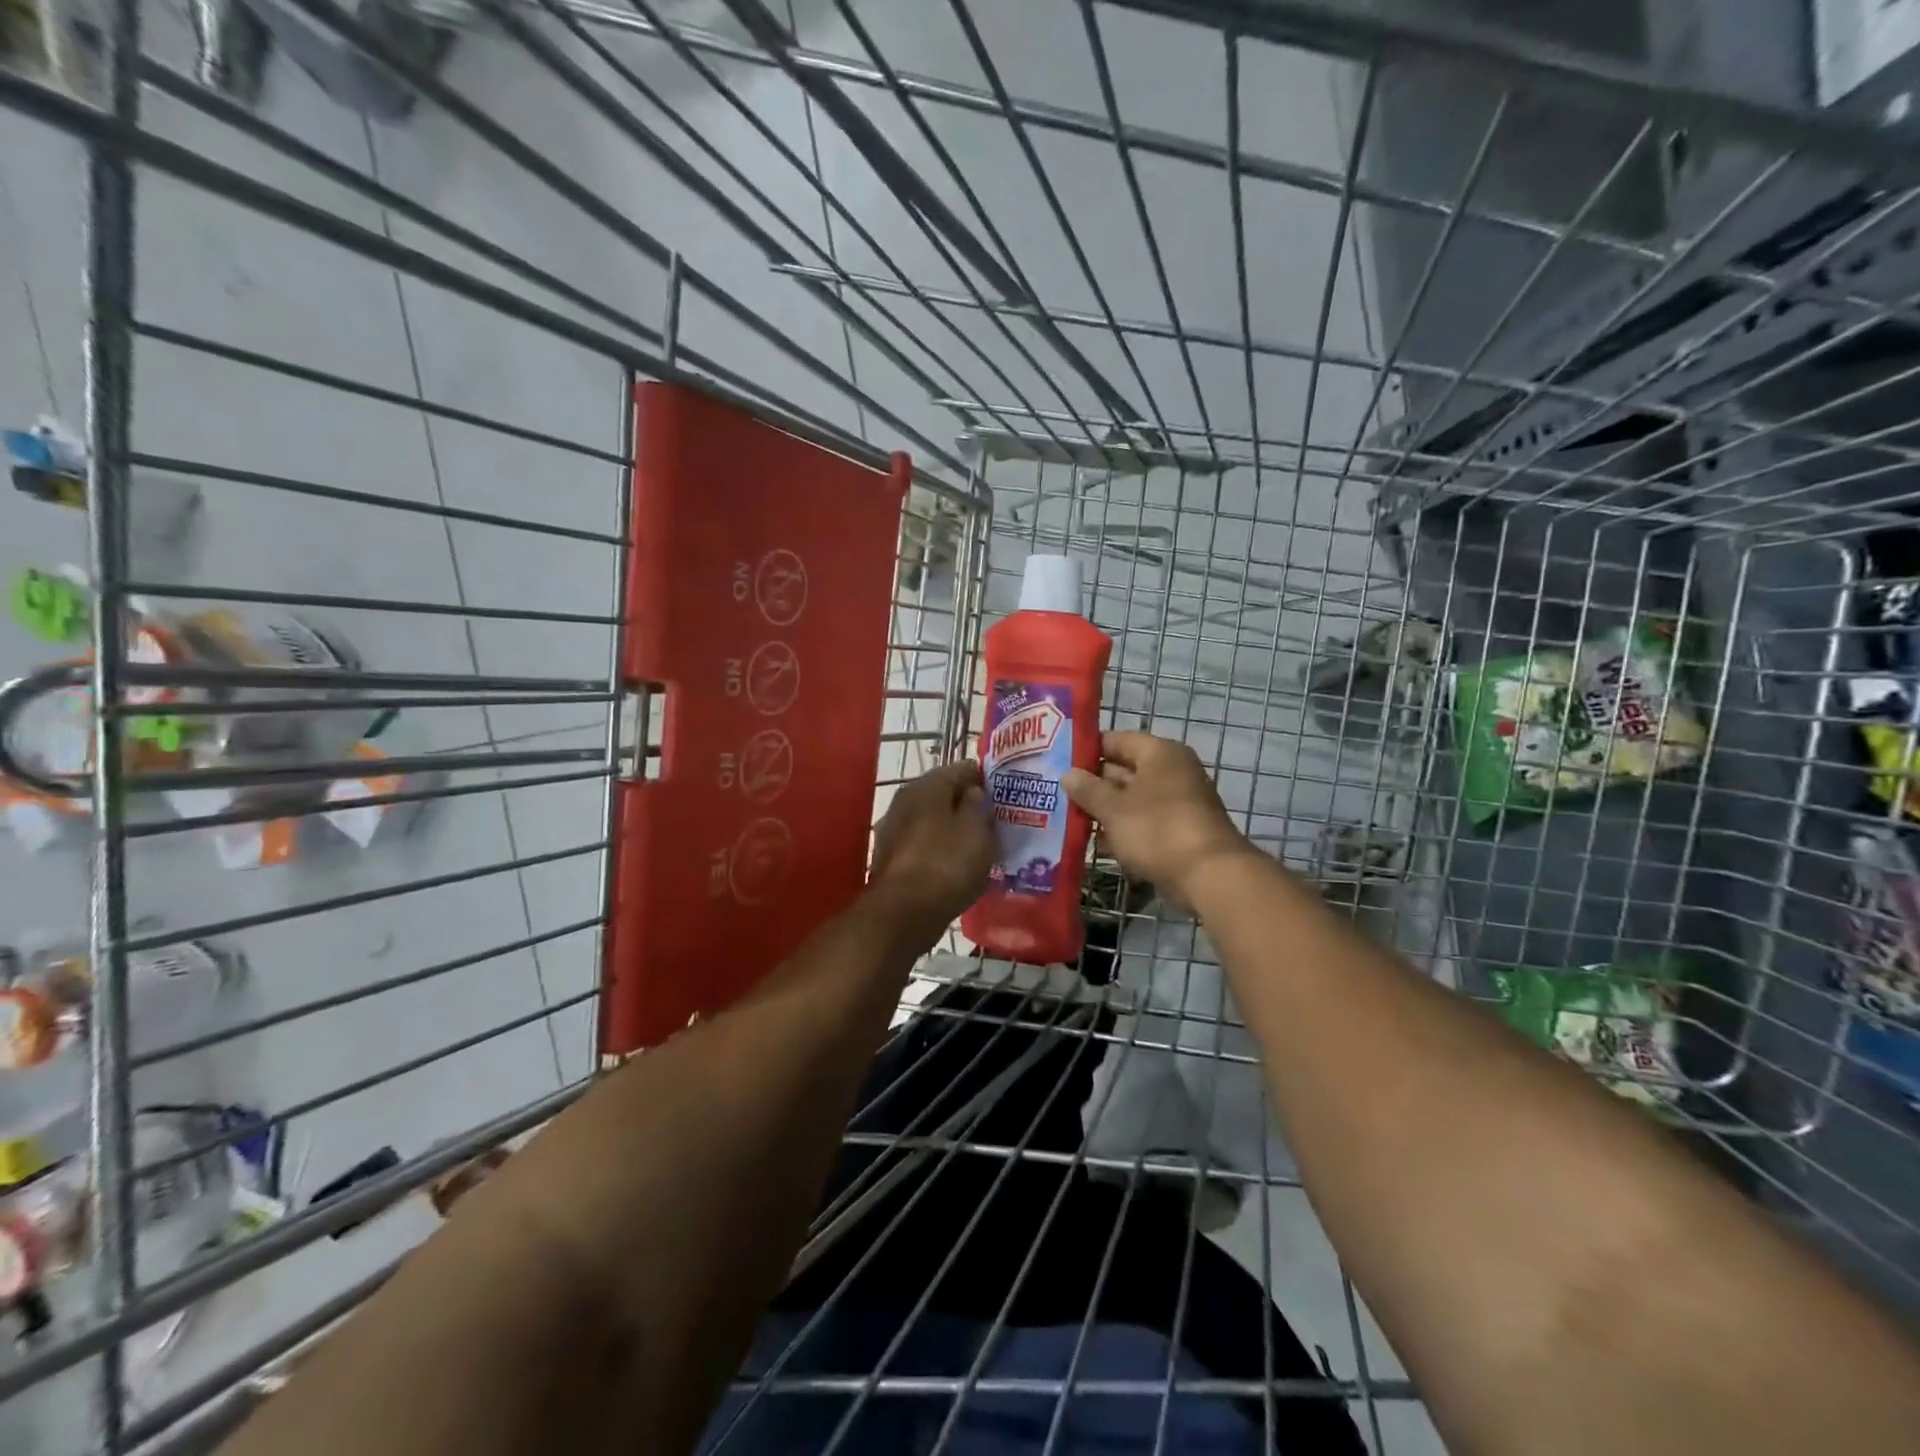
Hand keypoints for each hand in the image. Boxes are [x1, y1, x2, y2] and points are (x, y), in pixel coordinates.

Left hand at [868, 760, 994, 937]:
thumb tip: (973, 793)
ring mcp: (894, 830)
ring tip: (982, 847)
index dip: (986, 780)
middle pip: (945, 795)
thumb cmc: (946, 864)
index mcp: (926, 786)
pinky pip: (925, 846)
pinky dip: (942, 851)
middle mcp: (905, 801)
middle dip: (970, 806)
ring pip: (934, 822)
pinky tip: (958, 867)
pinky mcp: (892, 859)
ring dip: (955, 830)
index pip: (962, 768)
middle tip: (997, 823)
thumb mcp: (976, 830)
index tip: (1006, 796)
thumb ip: (978, 804)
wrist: (903, 914)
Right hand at [1063, 730, 1253, 913]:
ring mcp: (1180, 802)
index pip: (1116, 740)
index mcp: (1160, 754)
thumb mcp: (1113, 809)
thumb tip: (1068, 774)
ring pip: (1134, 799)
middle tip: (1059, 793)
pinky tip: (1099, 843)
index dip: (1087, 750)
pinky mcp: (1181, 831)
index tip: (1059, 762)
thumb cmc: (1157, 830)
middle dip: (1094, 784)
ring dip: (1107, 810)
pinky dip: (1125, 829)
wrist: (1208, 876)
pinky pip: (1145, 822)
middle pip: (1125, 770)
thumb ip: (1088, 789)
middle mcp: (1173, 771)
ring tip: (1070, 818)